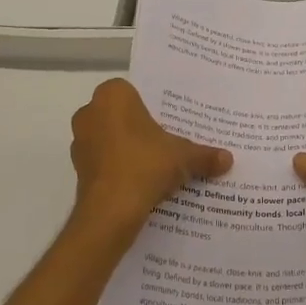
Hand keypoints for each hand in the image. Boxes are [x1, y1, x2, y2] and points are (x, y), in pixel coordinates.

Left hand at [70, 79, 231, 232]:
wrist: (111, 212)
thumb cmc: (145, 165)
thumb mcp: (183, 157)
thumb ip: (204, 155)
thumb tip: (228, 159)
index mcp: (112, 96)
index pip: (133, 92)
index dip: (151, 107)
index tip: (168, 121)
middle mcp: (90, 112)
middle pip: (120, 115)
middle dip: (139, 128)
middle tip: (165, 141)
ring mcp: (79, 142)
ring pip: (109, 139)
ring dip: (127, 149)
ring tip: (154, 165)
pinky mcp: (77, 169)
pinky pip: (103, 162)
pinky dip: (117, 169)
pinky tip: (139, 183)